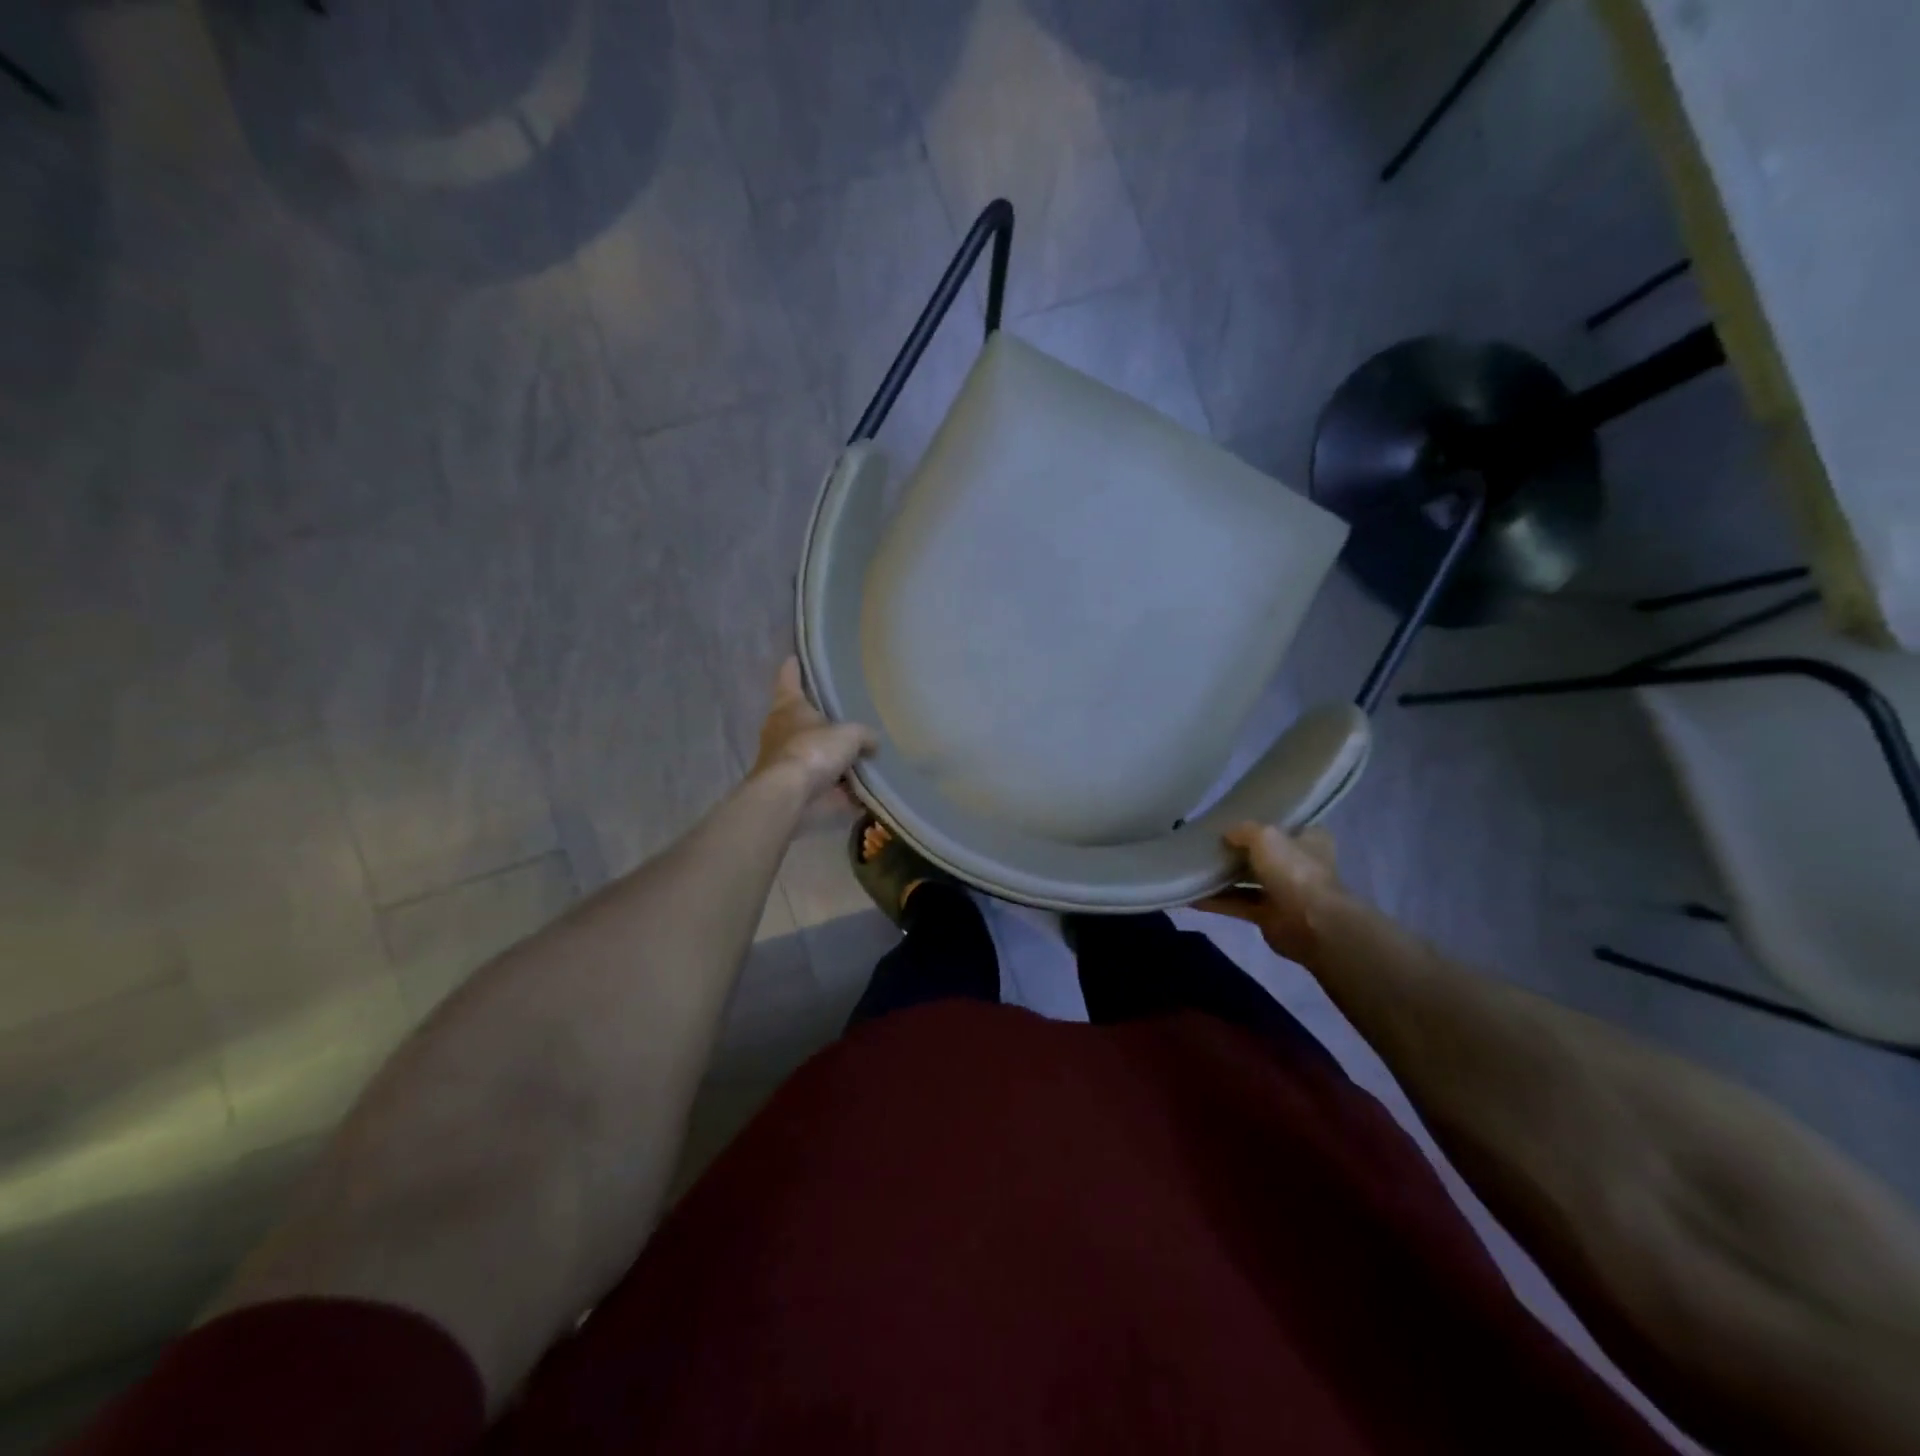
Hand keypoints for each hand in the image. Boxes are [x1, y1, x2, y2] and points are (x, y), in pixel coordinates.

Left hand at [751, 658, 878, 802]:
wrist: (789, 796)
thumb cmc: (813, 751)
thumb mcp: (849, 735)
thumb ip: (864, 735)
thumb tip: (873, 742)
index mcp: (788, 707)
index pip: (789, 679)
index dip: (793, 668)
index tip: (794, 657)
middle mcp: (781, 731)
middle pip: (800, 719)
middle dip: (818, 719)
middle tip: (842, 714)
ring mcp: (785, 762)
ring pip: (812, 754)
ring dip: (831, 758)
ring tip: (859, 755)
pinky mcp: (793, 789)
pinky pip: (823, 786)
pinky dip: (841, 791)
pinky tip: (863, 792)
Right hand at [1197, 822, 1345, 963]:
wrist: (1312, 925)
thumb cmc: (1294, 872)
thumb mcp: (1266, 837)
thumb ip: (1244, 831)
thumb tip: (1226, 835)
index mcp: (1309, 840)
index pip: (1285, 826)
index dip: (1261, 823)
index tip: (1233, 821)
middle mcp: (1298, 865)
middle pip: (1262, 854)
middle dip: (1237, 852)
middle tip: (1206, 844)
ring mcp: (1284, 892)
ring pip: (1248, 880)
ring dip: (1223, 878)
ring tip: (1193, 868)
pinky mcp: (1269, 916)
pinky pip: (1238, 904)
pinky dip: (1217, 901)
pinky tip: (1192, 896)